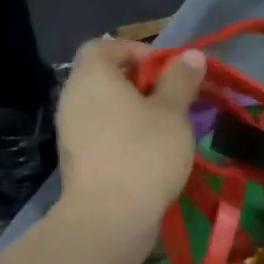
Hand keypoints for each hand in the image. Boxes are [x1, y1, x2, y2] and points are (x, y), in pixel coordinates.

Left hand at [55, 40, 206, 228]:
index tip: (169, 70)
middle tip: (175, 98)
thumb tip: (192, 55)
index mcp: (92, 77)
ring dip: (136, 110)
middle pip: (106, 76)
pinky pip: (103, 131)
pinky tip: (152, 150)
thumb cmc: (144, 152)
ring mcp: (71, 130)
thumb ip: (182, 79)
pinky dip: (125, 132)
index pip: (105, 46)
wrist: (109, 217)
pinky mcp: (77, 158)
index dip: (138, 51)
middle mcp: (74, 97)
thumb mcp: (173, 111)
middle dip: (142, 83)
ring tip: (169, 126)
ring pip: (106, 106)